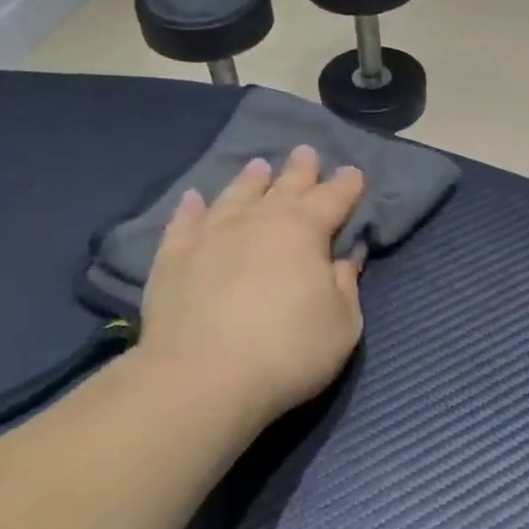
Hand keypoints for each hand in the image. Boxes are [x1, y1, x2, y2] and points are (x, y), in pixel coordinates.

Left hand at [137, 147, 365, 432]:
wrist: (203, 378)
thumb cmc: (288, 352)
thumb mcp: (342, 324)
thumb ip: (346, 285)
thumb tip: (347, 256)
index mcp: (303, 232)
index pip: (333, 199)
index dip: (347, 185)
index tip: (354, 173)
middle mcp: (257, 221)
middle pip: (284, 187)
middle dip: (300, 170)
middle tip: (306, 151)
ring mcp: (211, 235)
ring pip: (235, 195)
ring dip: (250, 179)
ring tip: (259, 165)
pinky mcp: (173, 257)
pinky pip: (184, 222)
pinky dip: (191, 207)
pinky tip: (194, 198)